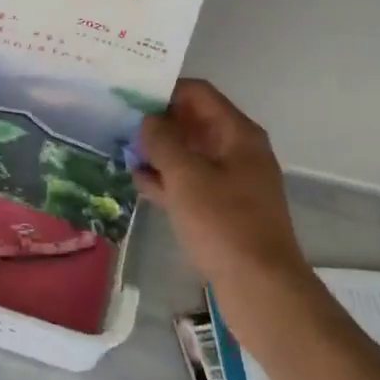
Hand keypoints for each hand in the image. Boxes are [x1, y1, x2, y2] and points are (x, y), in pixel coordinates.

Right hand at [136, 80, 312, 301]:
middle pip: (193, 122)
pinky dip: (167, 179)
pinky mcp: (224, 210)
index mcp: (238, 134)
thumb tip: (148, 120)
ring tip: (121, 150)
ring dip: (159, 151)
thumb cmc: (224, 223)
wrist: (262, 290)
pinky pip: (191, 183)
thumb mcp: (186, 176)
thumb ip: (162, 140)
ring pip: (190, 154)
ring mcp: (232, 182)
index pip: (198, 93)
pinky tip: (138, 182)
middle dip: (158, 122)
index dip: (165, 90)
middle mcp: (238, 151)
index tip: (130, 95)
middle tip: (118, 122)